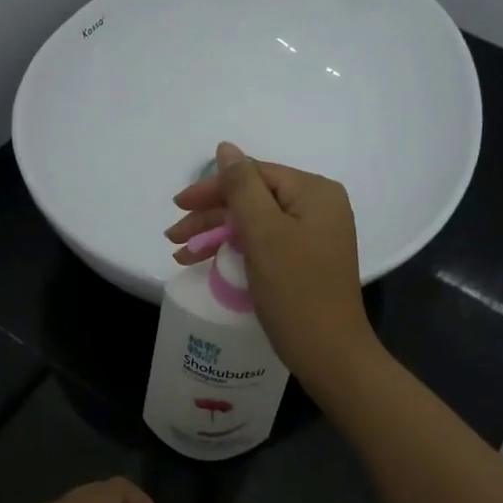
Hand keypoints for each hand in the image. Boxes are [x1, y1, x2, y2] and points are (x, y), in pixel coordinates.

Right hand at [167, 142, 376, 385]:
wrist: (330, 354)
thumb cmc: (295, 290)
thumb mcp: (263, 232)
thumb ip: (241, 186)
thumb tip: (225, 148)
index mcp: (315, 192)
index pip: (254, 175)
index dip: (212, 188)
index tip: (177, 205)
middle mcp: (319, 207)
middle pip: (253, 199)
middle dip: (211, 217)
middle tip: (173, 237)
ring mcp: (314, 237)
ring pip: (255, 224)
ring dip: (217, 235)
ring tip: (181, 255)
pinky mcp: (306, 262)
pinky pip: (265, 245)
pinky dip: (236, 251)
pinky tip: (209, 262)